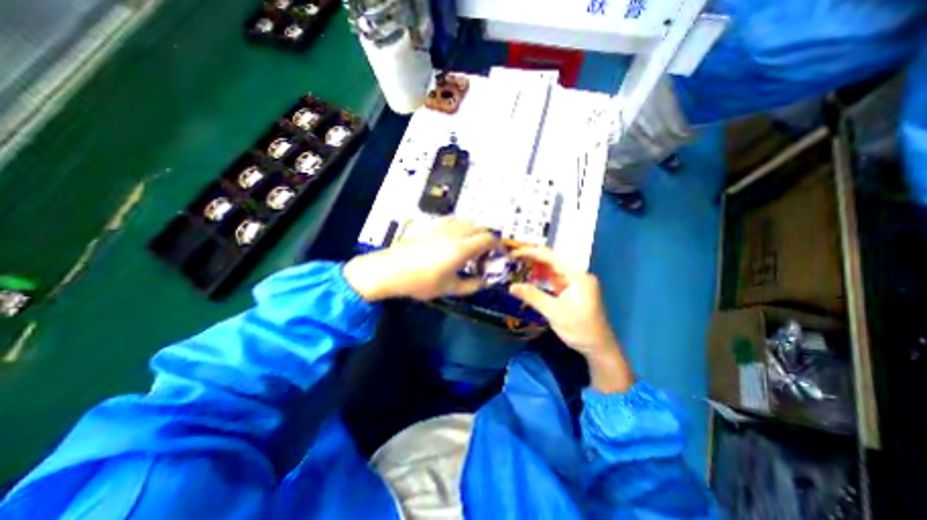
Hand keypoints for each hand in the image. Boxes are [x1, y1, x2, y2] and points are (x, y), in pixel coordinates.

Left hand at [342, 217, 499, 300]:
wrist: (390, 270)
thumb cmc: (421, 282)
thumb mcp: (449, 288)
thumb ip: (471, 285)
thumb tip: (484, 283)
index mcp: (462, 248)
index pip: (488, 238)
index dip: (498, 244)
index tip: (499, 253)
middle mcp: (455, 232)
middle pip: (479, 226)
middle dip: (487, 237)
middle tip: (486, 251)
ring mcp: (442, 226)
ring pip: (466, 220)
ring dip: (474, 229)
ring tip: (471, 244)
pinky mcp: (430, 225)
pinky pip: (452, 219)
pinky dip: (460, 226)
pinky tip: (453, 237)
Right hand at [510, 247, 632, 390]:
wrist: (599, 348)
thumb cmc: (579, 329)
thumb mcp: (554, 312)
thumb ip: (533, 297)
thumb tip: (511, 286)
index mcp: (577, 276)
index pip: (551, 257)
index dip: (531, 253)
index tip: (514, 254)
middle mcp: (578, 275)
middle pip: (552, 261)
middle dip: (532, 258)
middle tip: (512, 258)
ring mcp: (576, 283)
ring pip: (552, 270)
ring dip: (536, 268)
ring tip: (517, 264)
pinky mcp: (573, 291)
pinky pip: (555, 279)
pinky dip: (542, 278)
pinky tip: (530, 278)